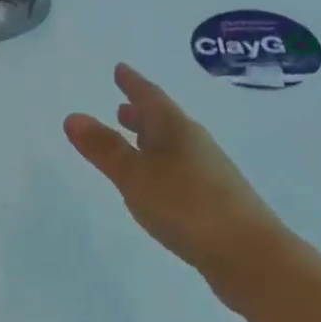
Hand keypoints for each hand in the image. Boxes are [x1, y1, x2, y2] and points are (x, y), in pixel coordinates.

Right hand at [65, 64, 285, 297]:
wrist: (247, 252)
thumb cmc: (186, 205)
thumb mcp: (135, 176)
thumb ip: (105, 149)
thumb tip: (73, 116)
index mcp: (176, 129)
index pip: (150, 97)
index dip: (133, 83)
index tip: (120, 69)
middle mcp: (195, 144)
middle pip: (165, 121)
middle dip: (141, 113)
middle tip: (122, 106)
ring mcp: (209, 172)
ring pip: (174, 146)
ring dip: (152, 139)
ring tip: (135, 139)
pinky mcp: (214, 199)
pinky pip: (181, 169)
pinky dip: (162, 165)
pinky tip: (158, 182)